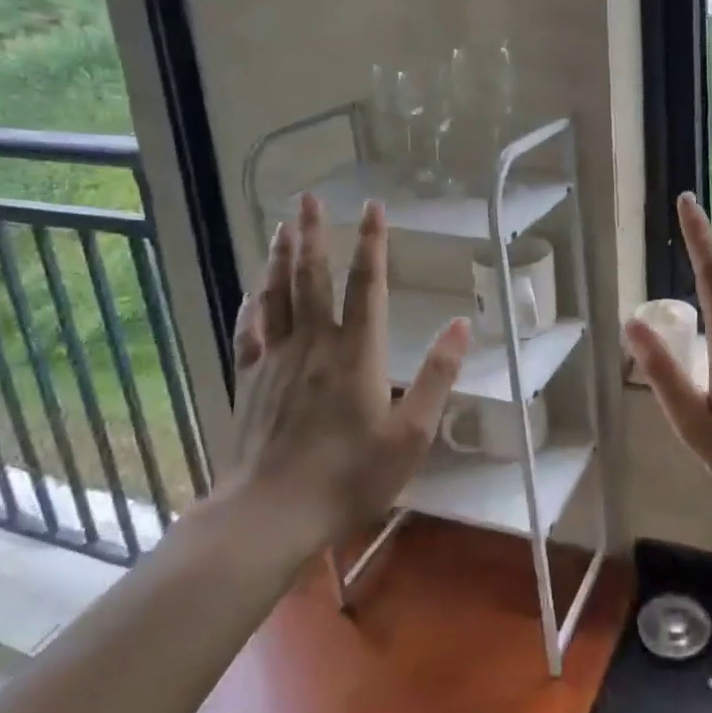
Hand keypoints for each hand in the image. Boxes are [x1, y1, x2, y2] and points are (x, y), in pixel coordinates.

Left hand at [217, 193, 470, 546]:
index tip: (372, 206)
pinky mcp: (250, 381)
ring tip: (285, 225)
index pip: (365, 284)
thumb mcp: (410, 435)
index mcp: (356, 352)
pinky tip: (252, 290)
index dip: (372, 243)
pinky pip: (250, 330)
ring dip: (282, 257)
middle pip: (312, 276)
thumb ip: (437, 377)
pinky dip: (253, 304)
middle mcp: (313, 344)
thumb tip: (462, 325)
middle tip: (309, 197)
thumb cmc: (348, 477)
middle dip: (313, 233)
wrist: (268, 515)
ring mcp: (276, 360)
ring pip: (277, 295)